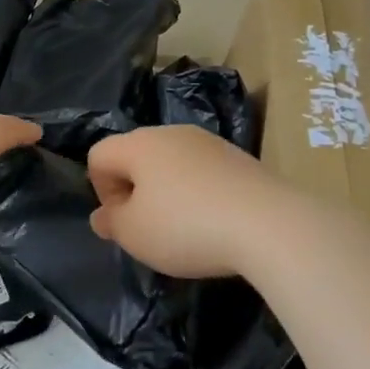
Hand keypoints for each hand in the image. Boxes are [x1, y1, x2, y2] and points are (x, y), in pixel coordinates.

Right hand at [86, 125, 288, 277]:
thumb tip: (102, 216)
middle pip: (136, 155)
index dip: (100, 190)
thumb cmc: (186, 227)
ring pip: (172, 164)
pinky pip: (204, 173)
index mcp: (139, 144)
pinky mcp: (241, 159)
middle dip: (134, 190)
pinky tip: (214, 224)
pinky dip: (199, 195)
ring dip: (167, 192)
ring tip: (183, 229)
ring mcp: (210, 143)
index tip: (121, 221)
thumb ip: (111, 223)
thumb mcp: (134, 234)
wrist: (270, 225)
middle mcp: (172, 133)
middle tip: (147, 228)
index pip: (99, 155)